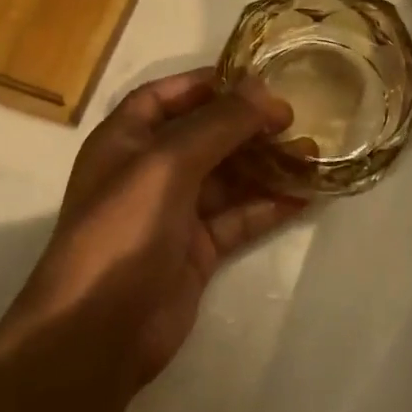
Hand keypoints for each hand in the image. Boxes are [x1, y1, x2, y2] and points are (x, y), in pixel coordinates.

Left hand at [0, 70, 304, 388]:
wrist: (98, 332)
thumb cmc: (123, 230)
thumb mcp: (167, 164)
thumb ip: (219, 124)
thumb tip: (264, 89)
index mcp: (126, 140)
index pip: (167, 96)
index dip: (208, 84)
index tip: (257, 79)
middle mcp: (148, 171)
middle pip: (205, 136)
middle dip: (248, 126)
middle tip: (296, 119)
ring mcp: (173, 213)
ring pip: (228, 178)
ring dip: (266, 165)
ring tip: (313, 154)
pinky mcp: (197, 250)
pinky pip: (238, 218)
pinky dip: (268, 205)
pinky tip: (305, 195)